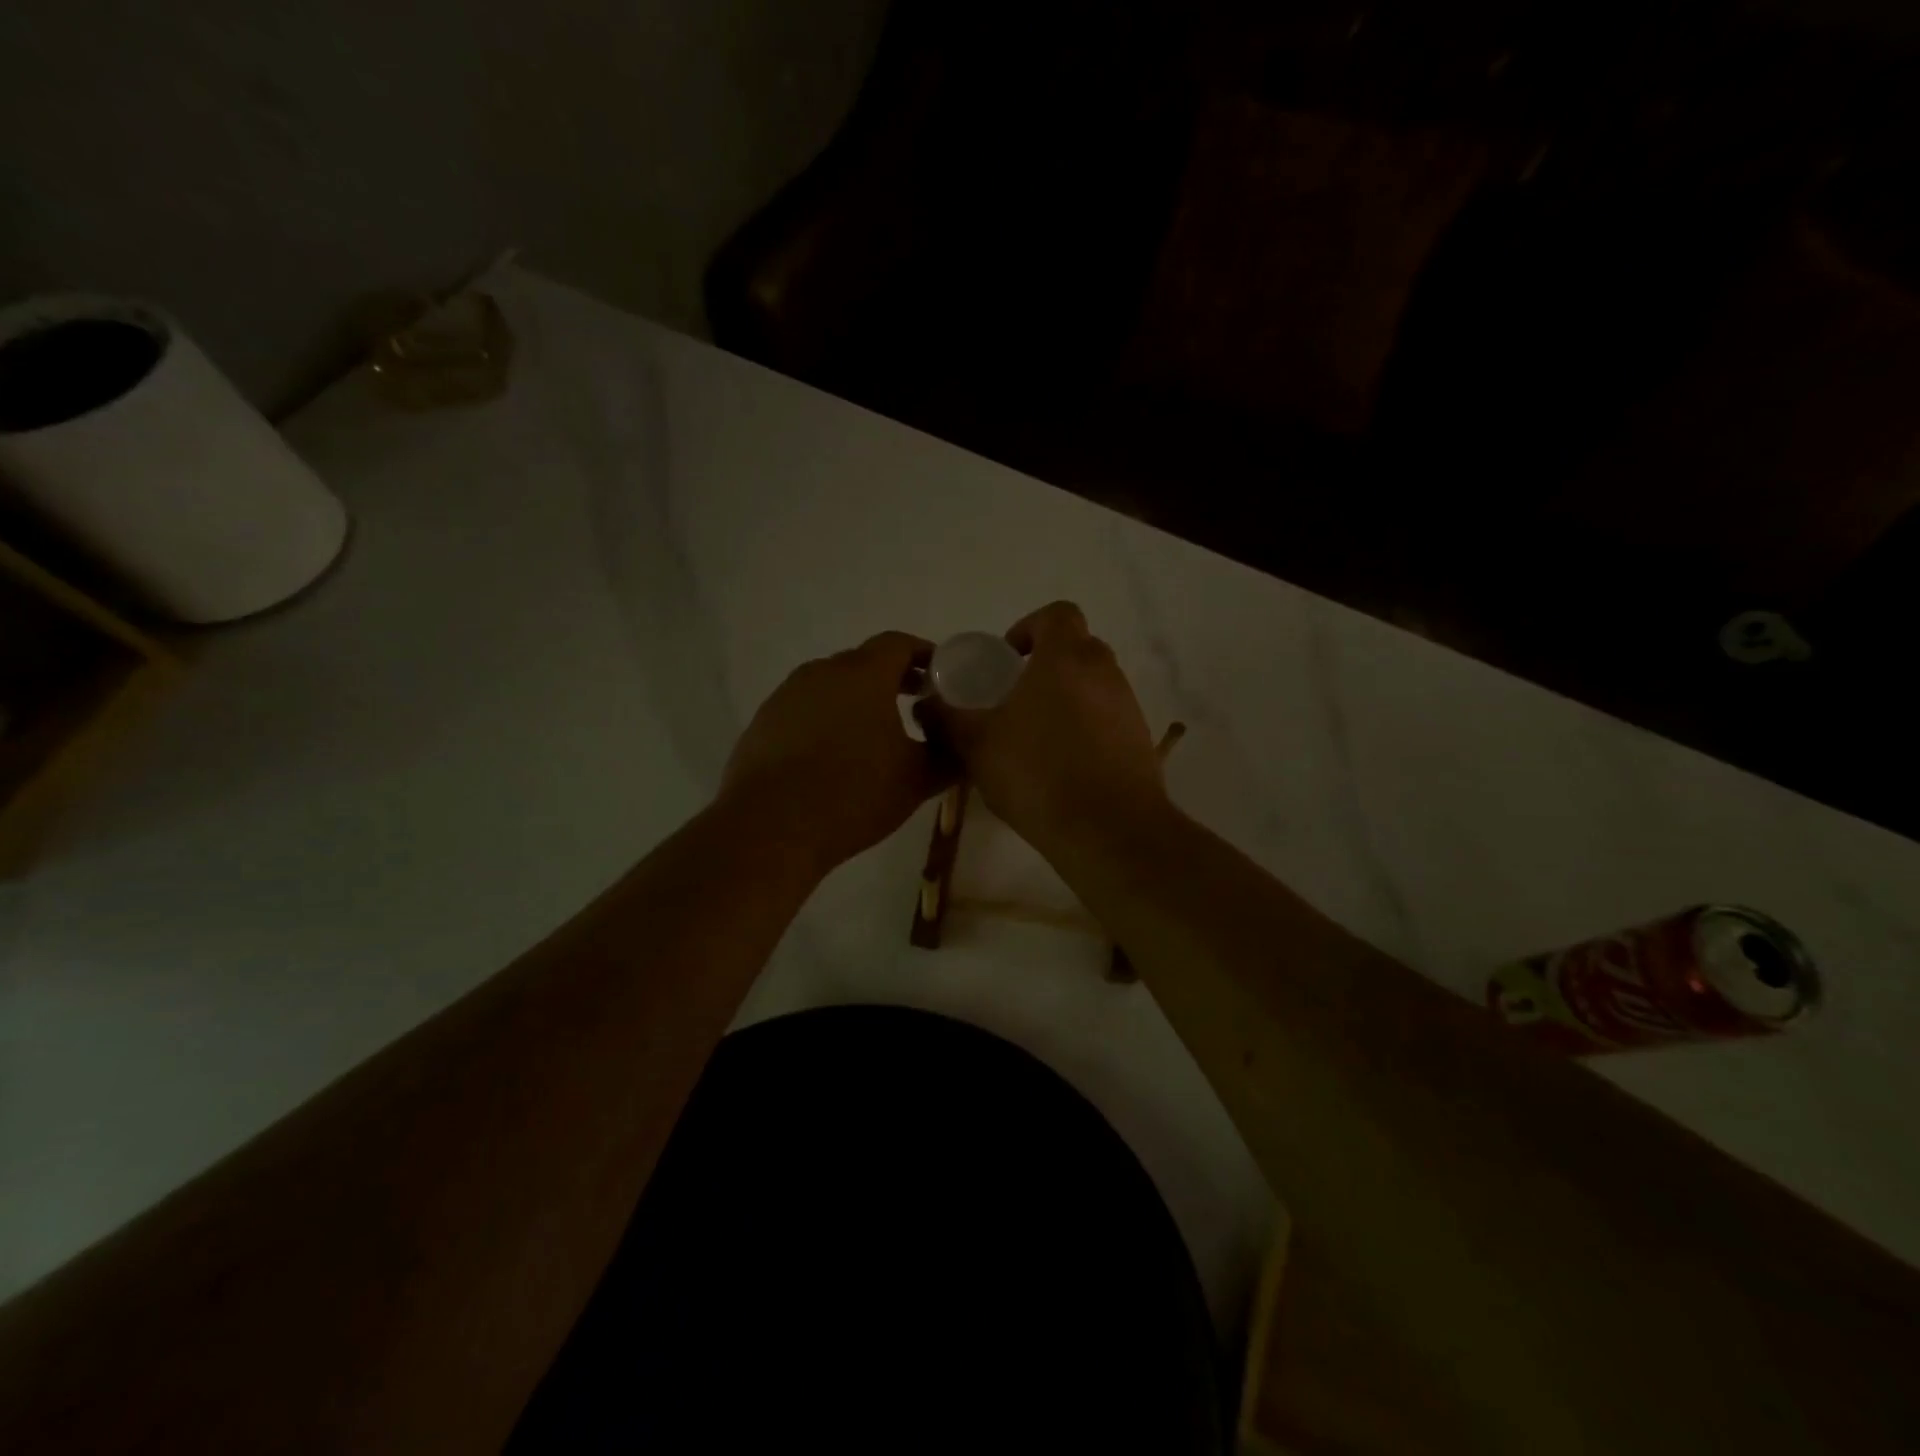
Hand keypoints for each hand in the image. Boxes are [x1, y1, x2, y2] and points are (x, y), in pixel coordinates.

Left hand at [719, 632, 946, 876]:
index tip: (941, 675)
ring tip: (874, 735)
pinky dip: (825, 721)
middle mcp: (822, 672)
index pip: (898, 644)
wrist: (771, 827)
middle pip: (863, 662)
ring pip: (831, 686)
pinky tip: (832, 756)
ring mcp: (786, 696)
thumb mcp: (917, 779)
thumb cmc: (854, 793)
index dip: (924, 655)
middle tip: (916, 705)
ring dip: (856, 701)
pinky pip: (804, 710)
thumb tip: (961, 746)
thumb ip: (947, 756)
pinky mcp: (763, 723)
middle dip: (892, 678)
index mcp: (864, 674)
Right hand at [931, 602, 1167, 852]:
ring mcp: (1128, 706)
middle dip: (1045, 665)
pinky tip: (1061, 765)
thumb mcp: (976, 745)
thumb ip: (948, 718)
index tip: (1007, 660)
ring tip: (1034, 737)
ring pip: (1093, 685)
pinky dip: (1085, 728)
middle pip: (1076, 648)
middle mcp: (1103, 672)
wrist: (1109, 830)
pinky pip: (1107, 718)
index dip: (1028, 627)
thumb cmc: (1037, 773)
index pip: (1057, 614)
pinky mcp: (1140, 740)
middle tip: (1014, 698)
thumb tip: (927, 703)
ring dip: (1065, 698)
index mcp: (1065, 658)